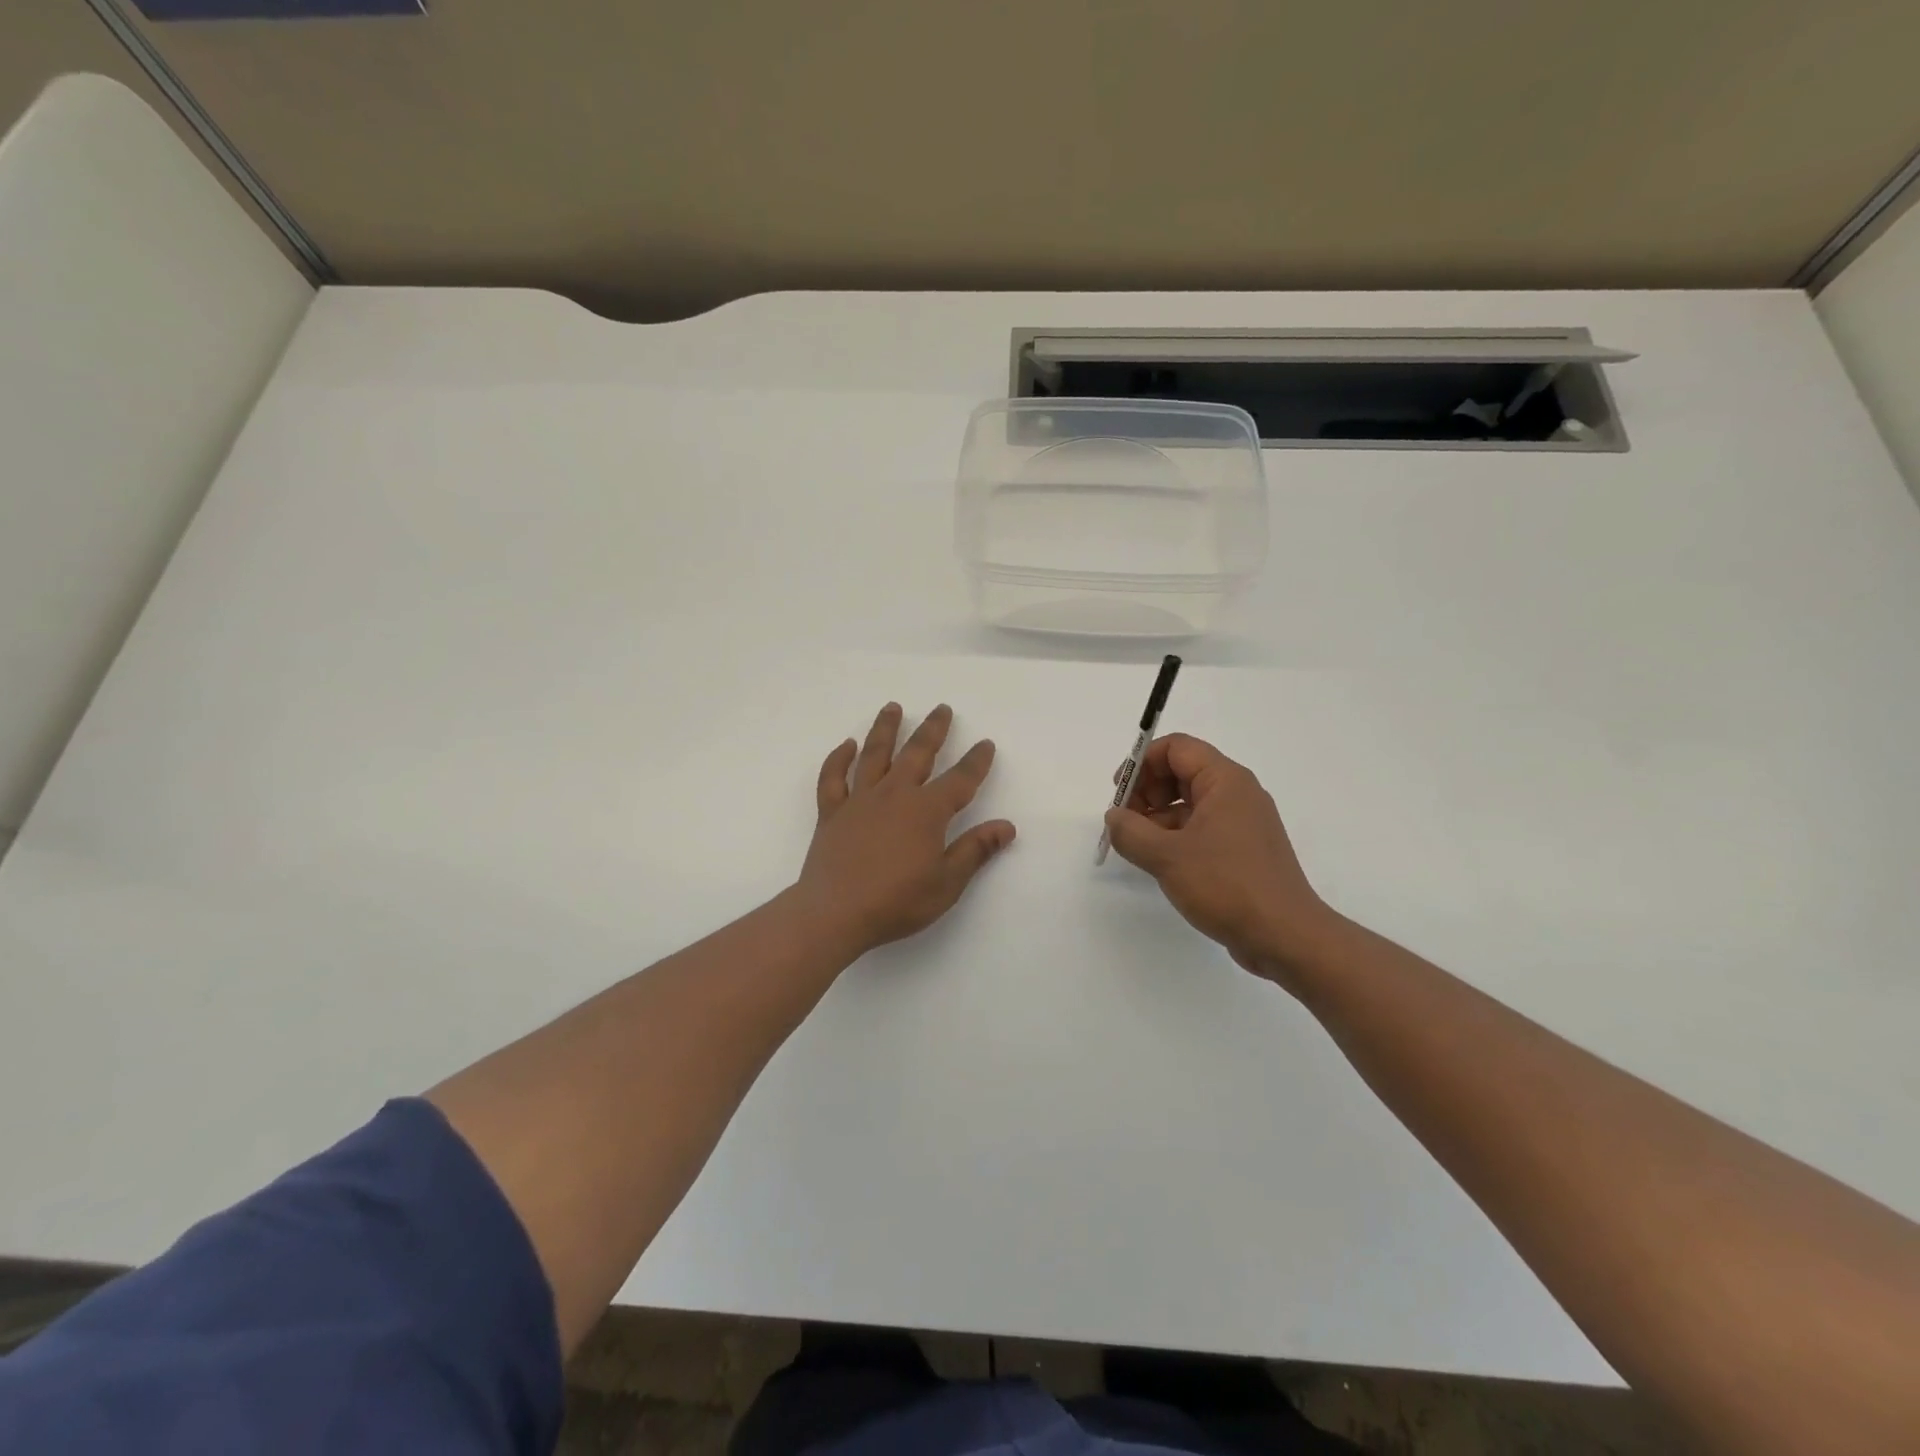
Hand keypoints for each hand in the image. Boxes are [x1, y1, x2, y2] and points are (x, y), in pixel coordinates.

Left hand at [796, 703, 1015, 955]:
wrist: (834, 914)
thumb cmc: (897, 902)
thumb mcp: (947, 883)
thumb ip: (976, 850)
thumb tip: (1006, 826)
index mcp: (926, 811)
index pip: (960, 780)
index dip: (976, 762)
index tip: (986, 744)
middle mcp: (894, 795)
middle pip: (917, 753)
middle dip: (933, 730)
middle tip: (942, 709)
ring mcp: (859, 800)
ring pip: (874, 754)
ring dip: (885, 729)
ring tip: (893, 707)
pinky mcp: (831, 813)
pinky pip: (833, 778)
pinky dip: (838, 759)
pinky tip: (846, 745)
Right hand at [1103, 734, 1335, 986]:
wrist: (1285, 936)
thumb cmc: (1226, 885)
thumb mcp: (1166, 856)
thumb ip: (1130, 831)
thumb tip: (1115, 818)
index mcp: (1225, 781)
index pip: (1177, 748)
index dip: (1142, 762)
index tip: (1119, 792)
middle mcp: (1238, 794)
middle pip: (1182, 771)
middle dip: (1148, 790)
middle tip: (1125, 821)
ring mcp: (1242, 823)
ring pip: (1190, 803)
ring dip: (1158, 816)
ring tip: (1137, 846)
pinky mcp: (1242, 851)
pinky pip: (1202, 828)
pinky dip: (1176, 836)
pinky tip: (1159, 862)